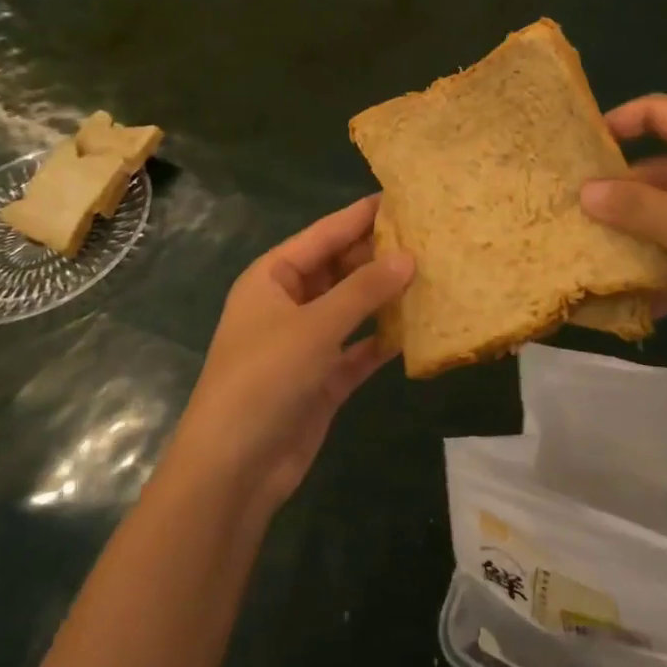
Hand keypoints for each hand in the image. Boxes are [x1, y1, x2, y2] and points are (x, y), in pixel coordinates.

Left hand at [160, 195, 413, 517]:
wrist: (233, 469)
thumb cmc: (264, 379)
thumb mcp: (314, 326)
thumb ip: (363, 290)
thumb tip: (409, 256)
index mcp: (272, 277)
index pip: (323, 235)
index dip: (360, 216)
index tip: (402, 197)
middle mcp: (288, 303)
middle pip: (339, 269)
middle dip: (378, 256)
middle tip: (430, 238)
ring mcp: (305, 343)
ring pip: (352, 308)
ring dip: (384, 296)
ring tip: (432, 275)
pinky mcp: (322, 379)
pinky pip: (358, 348)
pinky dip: (382, 339)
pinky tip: (418, 328)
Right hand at [581, 96, 666, 370]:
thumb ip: (640, 209)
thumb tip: (584, 192)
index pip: (662, 113)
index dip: (619, 122)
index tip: (578, 150)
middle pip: (663, 173)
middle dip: (622, 197)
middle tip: (573, 219)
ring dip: (644, 242)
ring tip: (597, 264)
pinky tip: (648, 305)